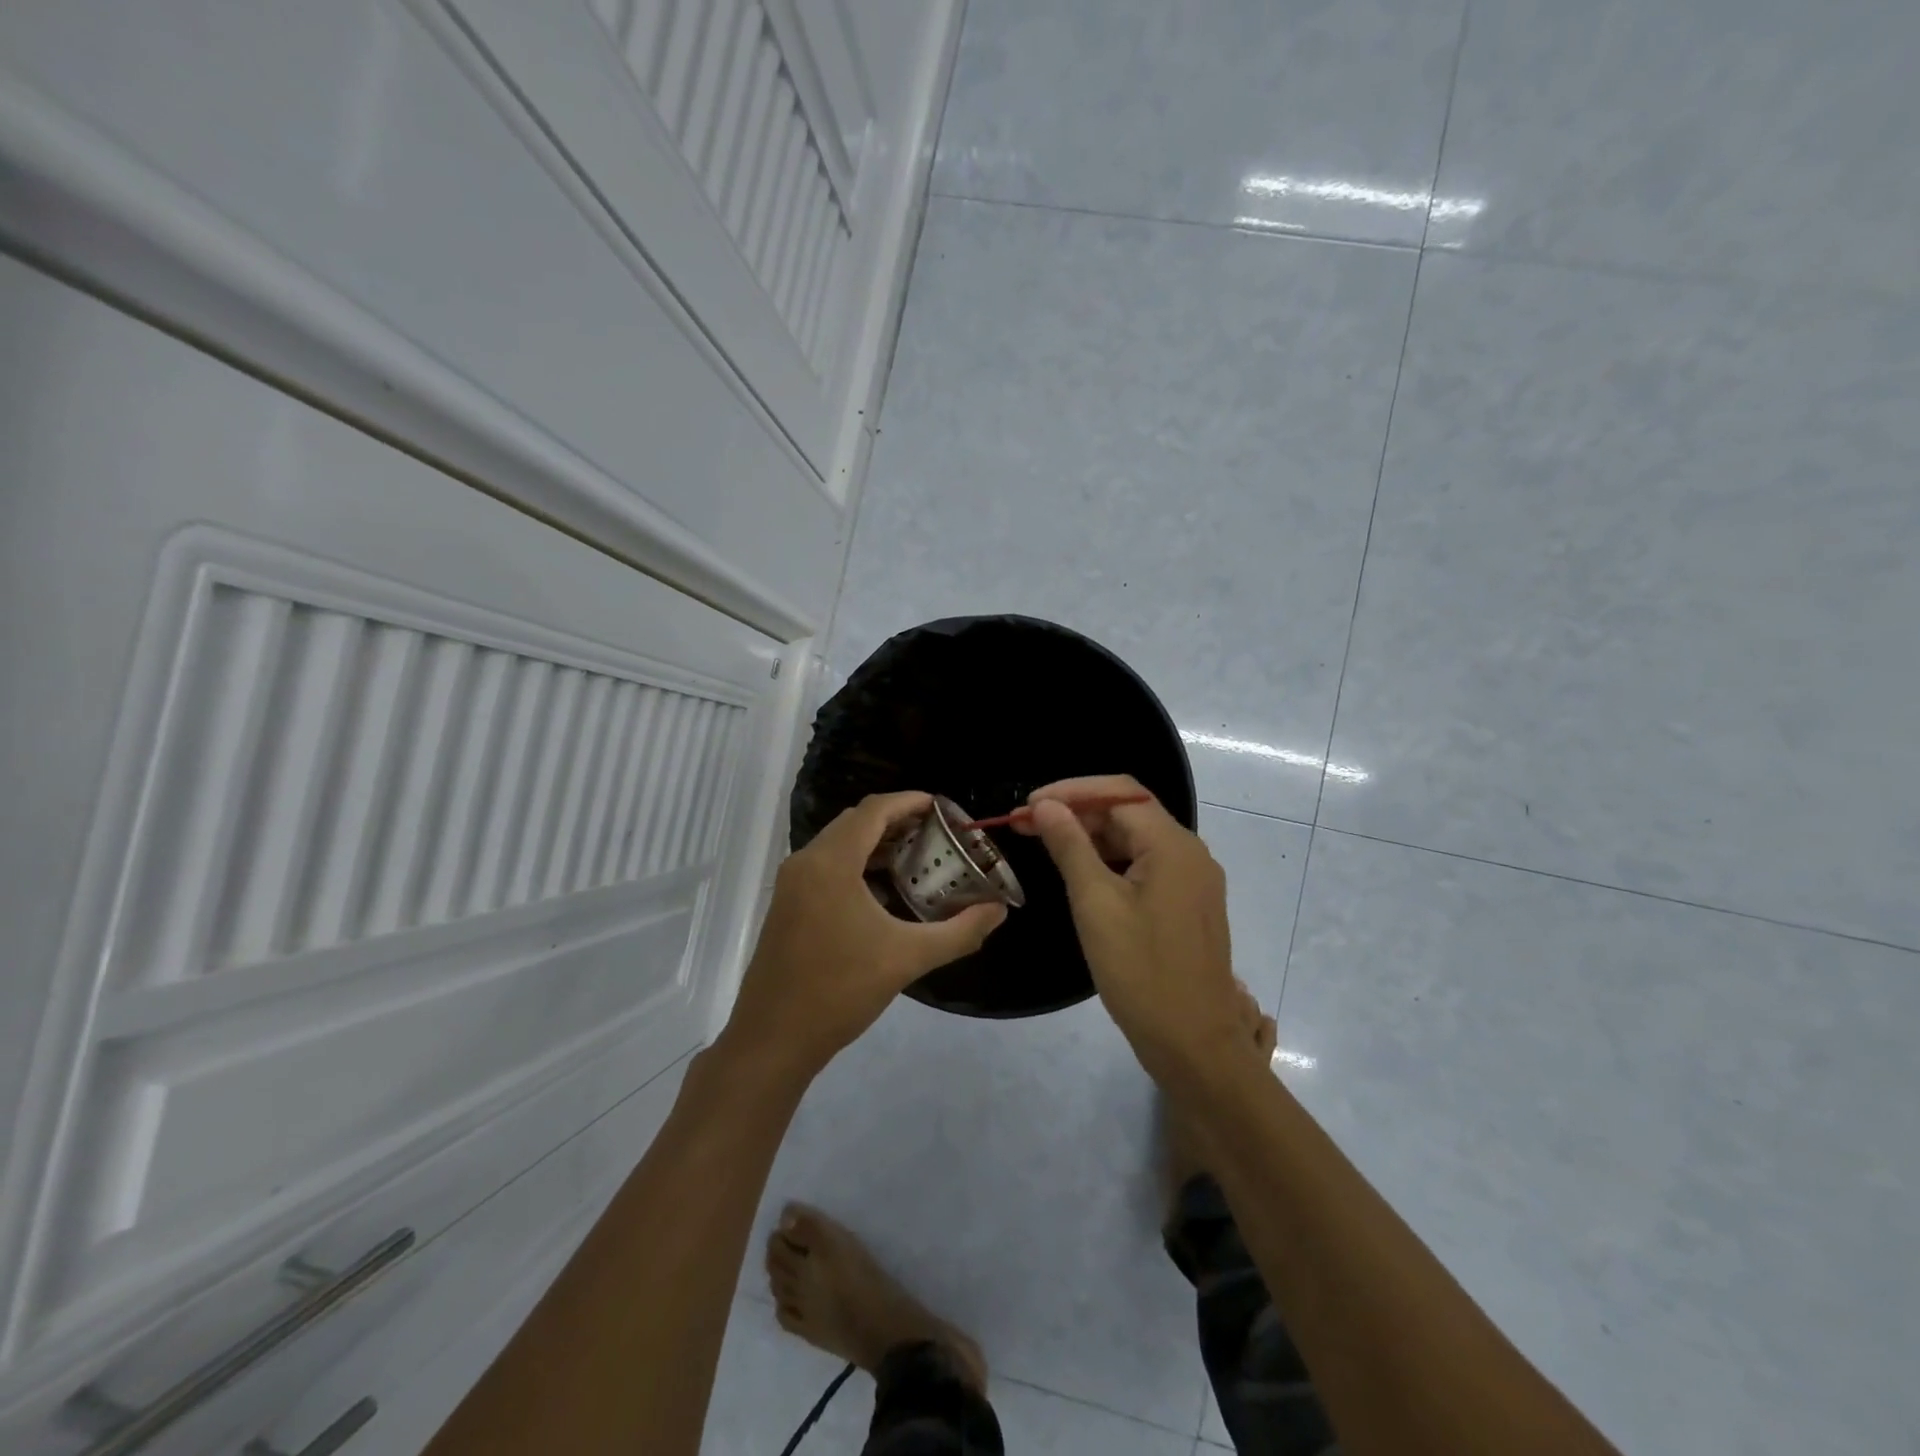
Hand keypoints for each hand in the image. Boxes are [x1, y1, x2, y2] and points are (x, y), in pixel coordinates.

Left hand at [724, 792, 1006, 1078]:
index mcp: (831, 863)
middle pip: (855, 821)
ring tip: (916, 856)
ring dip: (875, 842)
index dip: (910, 801)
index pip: (874, 810)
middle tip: (936, 832)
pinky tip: (883, 889)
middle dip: (896, 819)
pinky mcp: (786, 903)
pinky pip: (826, 864)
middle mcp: (806, 861)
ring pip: (838, 843)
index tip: (943, 807)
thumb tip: (998, 911)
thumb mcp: (907, 958)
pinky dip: (857, 862)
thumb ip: (959, 932)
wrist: (773, 1037)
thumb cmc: (840, 990)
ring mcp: (791, 883)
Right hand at [1018, 776, 1246, 1082]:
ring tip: (1045, 844)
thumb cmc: (1141, 972)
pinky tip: (1080, 873)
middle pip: (1128, 813)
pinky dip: (1109, 861)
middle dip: (1077, 812)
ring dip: (1090, 837)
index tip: (1028, 806)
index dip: (1070, 791)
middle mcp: (1189, 853)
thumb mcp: (1096, 904)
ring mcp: (1191, 880)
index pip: (1119, 793)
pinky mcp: (1186, 904)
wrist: (1194, 1044)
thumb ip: (1070, 846)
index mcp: (1172, 845)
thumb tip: (1046, 806)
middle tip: (1026, 825)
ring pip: (1135, 840)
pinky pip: (1145, 865)